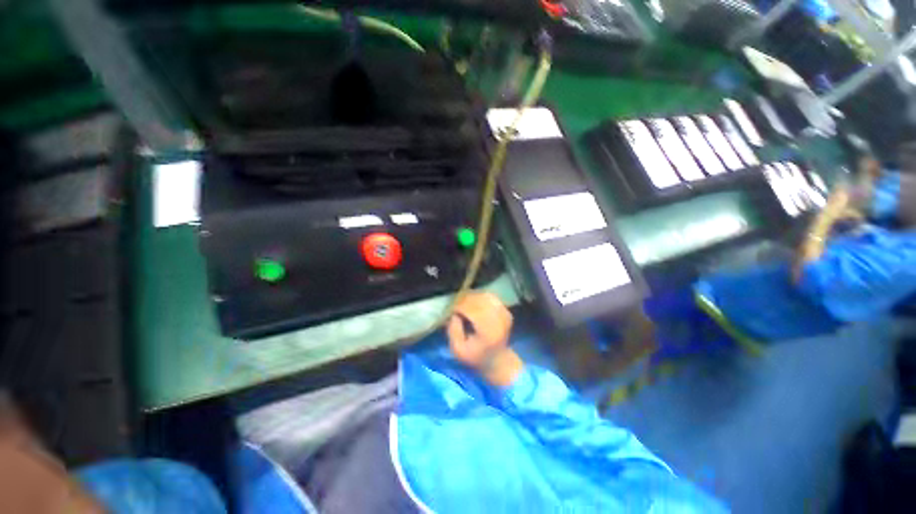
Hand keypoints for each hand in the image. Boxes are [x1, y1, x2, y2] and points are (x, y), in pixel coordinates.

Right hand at [447, 292, 520, 386]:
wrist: (497, 360)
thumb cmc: (475, 356)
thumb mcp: (458, 350)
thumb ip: (453, 331)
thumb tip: (454, 314)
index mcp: (488, 332)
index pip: (473, 310)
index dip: (460, 306)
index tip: (451, 310)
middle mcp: (499, 321)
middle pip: (480, 301)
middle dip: (465, 300)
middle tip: (455, 305)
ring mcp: (505, 314)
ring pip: (485, 296)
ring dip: (472, 297)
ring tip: (463, 303)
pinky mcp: (506, 311)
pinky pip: (491, 297)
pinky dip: (480, 297)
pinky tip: (473, 302)